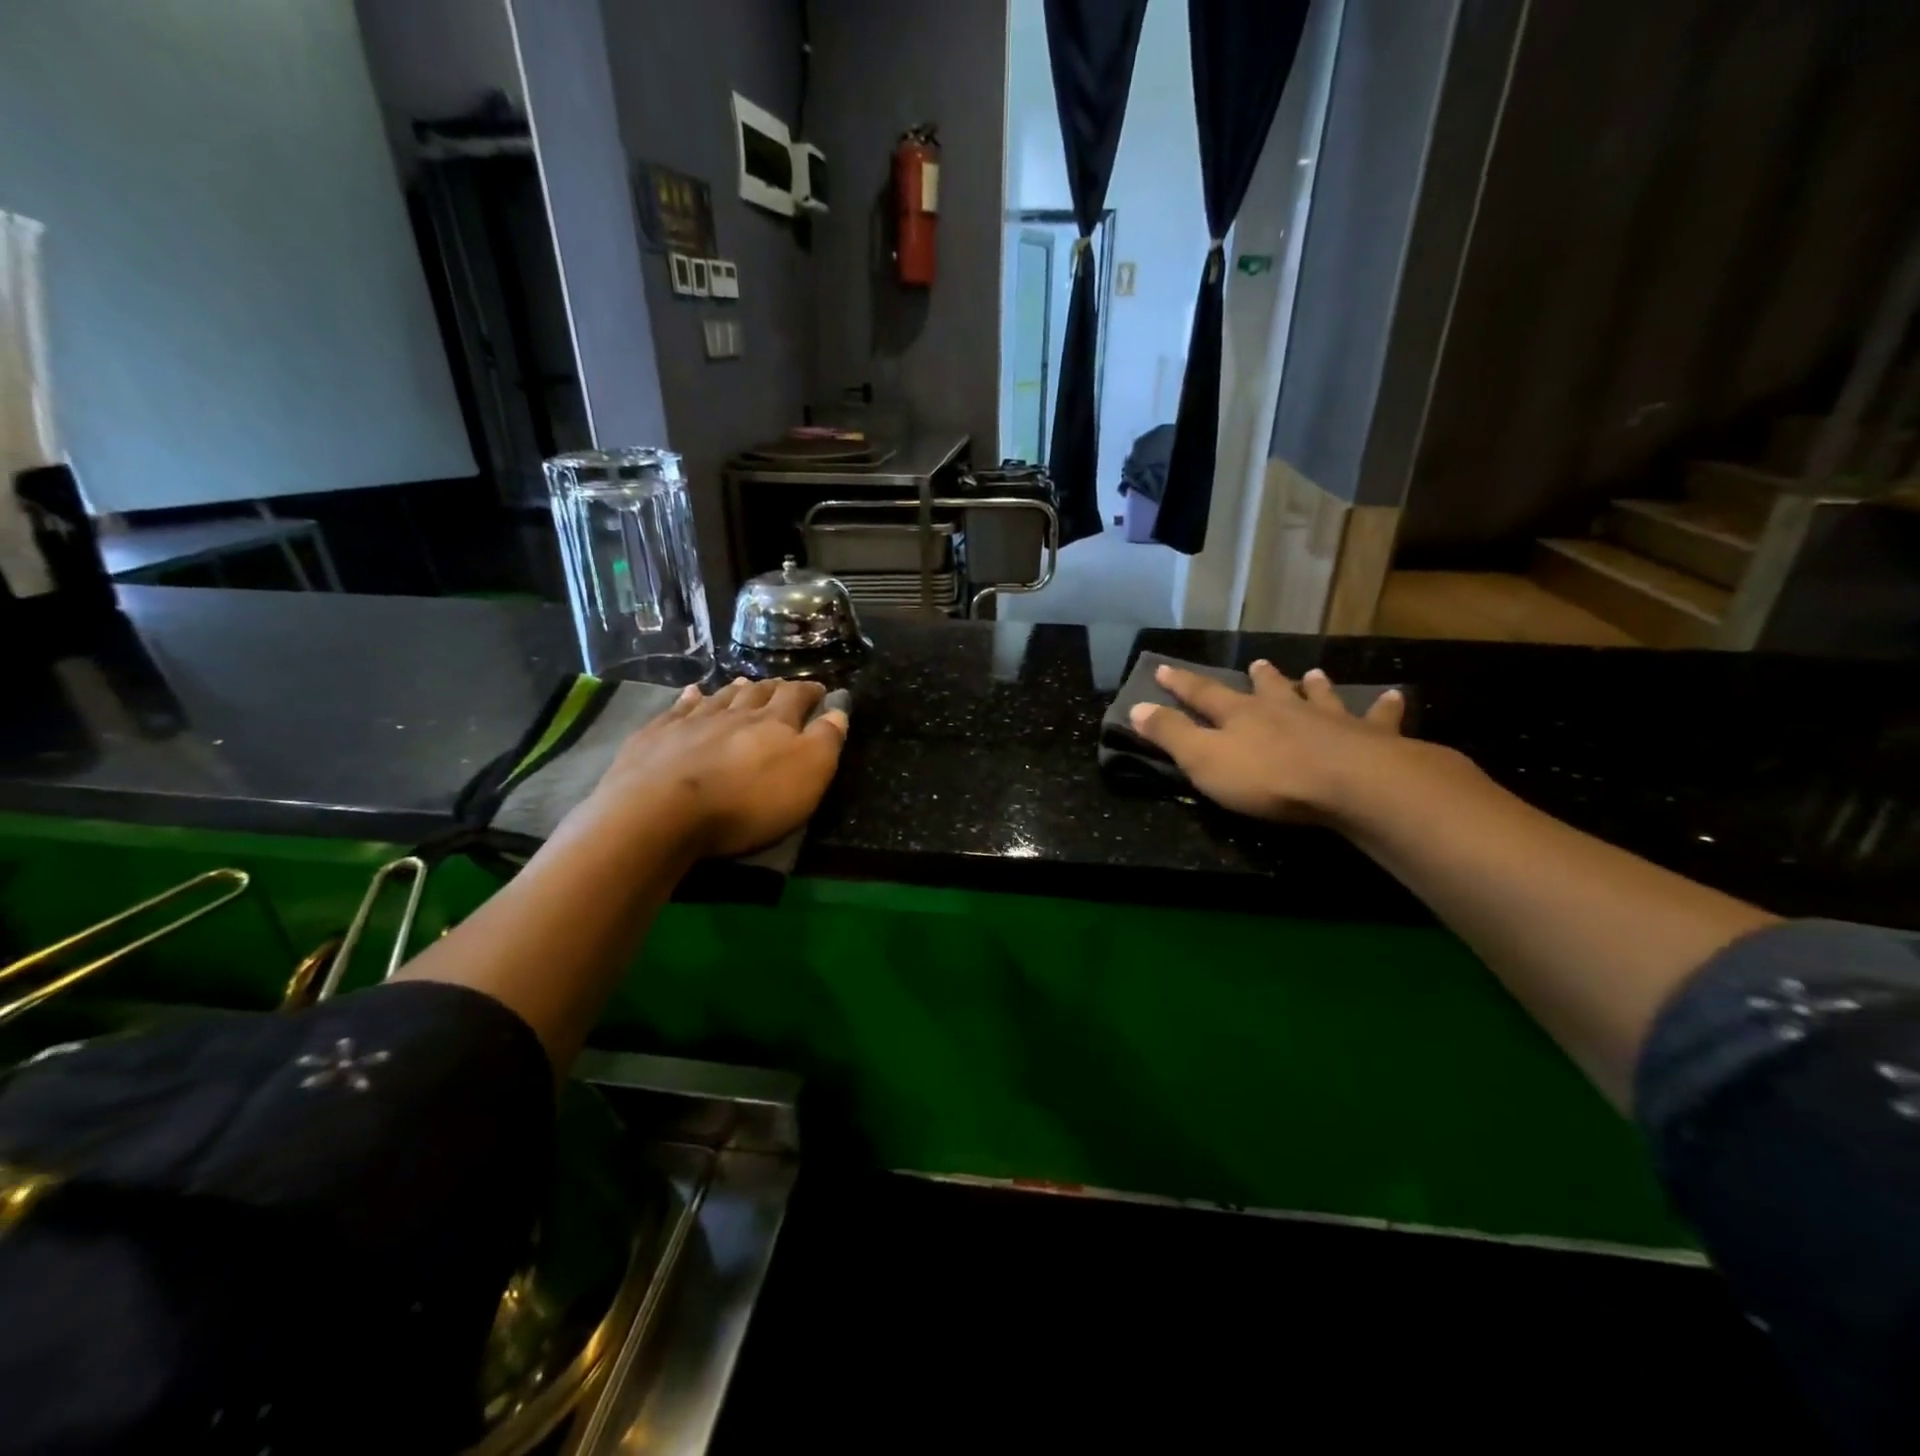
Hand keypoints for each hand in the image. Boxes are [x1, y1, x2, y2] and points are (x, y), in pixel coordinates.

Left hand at [585, 677, 848, 856]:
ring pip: (720, 697)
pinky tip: (691, 693)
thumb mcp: (807, 775)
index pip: (797, 697)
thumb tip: (838, 710)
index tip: (820, 689)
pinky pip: (678, 709)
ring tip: (743, 684)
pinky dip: (689, 699)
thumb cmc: (747, 800)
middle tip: (781, 686)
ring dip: (735, 690)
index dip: (810, 691)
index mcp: (774, 722)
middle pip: (757, 693)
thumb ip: (826, 741)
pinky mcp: (656, 736)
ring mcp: (691, 721)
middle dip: (773, 688)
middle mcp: (734, 712)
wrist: (661, 811)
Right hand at [1128, 662, 1406, 822]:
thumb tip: (1135, 708)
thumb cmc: (1269, 777)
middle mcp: (1284, 709)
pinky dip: (1384, 707)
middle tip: (1256, 663)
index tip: (1163, 668)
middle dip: (1258, 678)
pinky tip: (1393, 696)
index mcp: (1241, 715)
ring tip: (1313, 674)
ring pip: (1318, 697)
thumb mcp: (1204, 760)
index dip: (1180, 683)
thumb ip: (1171, 735)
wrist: (1352, 785)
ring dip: (1313, 686)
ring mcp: (1330, 720)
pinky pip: (1379, 718)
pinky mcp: (1372, 738)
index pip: (1203, 694)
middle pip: (1267, 689)